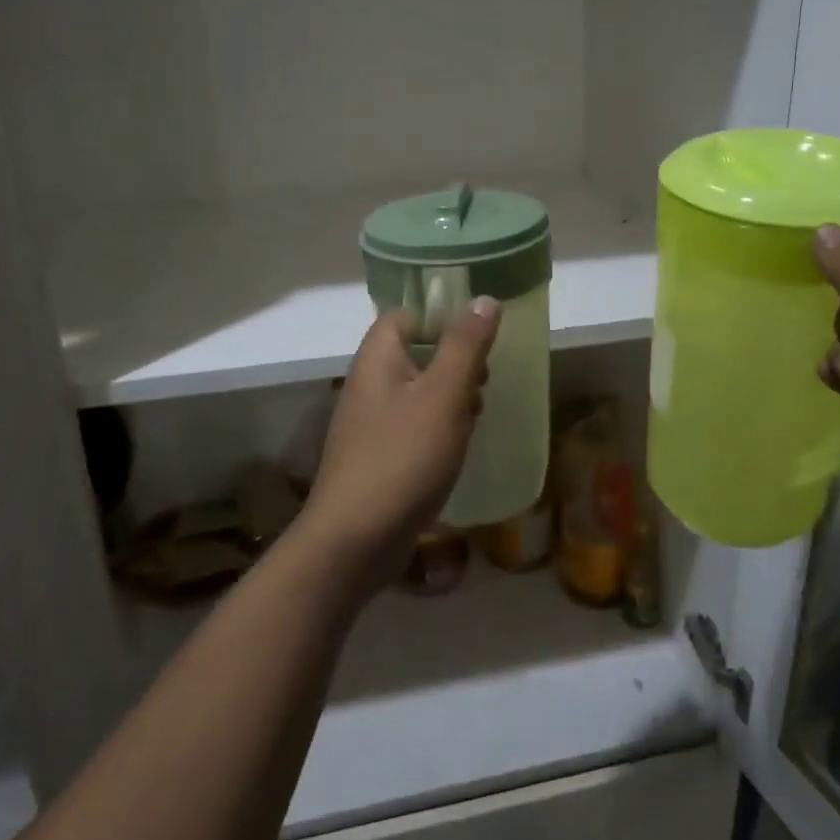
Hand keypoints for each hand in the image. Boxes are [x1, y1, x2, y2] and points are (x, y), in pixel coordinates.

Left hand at [298, 299, 500, 590]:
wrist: (355, 540)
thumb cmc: (403, 457)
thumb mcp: (443, 395)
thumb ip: (465, 346)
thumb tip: (484, 299)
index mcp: (377, 359)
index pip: (405, 315)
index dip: (441, 317)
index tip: (478, 334)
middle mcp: (368, 384)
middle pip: (414, 352)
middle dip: (454, 361)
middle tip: (484, 379)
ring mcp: (369, 423)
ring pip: (417, 391)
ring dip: (450, 396)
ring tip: (478, 414)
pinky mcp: (377, 456)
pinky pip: (412, 426)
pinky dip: (438, 428)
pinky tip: (458, 447)